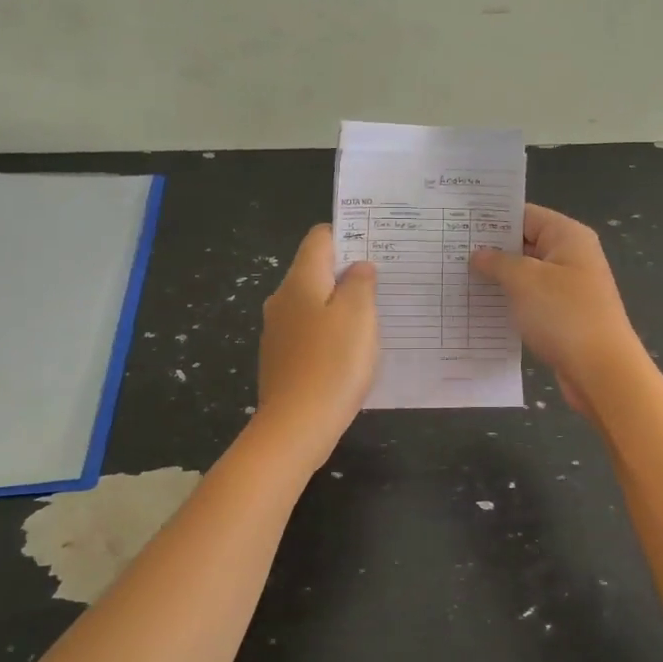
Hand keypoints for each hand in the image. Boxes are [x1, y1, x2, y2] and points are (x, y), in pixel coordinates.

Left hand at [256, 225, 378, 463]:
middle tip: (384, 283)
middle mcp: (282, 299)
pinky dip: (329, 333)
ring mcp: (278, 331)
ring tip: (373, 318)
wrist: (296, 426)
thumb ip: (361, 283)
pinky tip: (350, 352)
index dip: (348, 235)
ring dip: (340, 305)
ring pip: (313, 303)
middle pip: (315, 270)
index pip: (320, 237)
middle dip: (347, 273)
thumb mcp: (359, 315)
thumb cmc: (333, 363)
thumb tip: (358, 267)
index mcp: (300, 280)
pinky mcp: (281, 359)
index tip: (376, 247)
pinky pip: (309, 333)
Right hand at [470, 204, 643, 415]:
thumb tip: (478, 254)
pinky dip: (509, 303)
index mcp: (568, 236)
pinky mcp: (563, 316)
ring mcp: (569, 288)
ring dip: (497, 279)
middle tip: (449, 253)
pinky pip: (531, 301)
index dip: (492, 219)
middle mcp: (571, 257)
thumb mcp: (524, 281)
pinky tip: (480, 309)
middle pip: (524, 243)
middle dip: (490, 250)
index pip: (525, 215)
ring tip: (457, 280)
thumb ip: (497, 262)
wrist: (601, 371)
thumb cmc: (564, 315)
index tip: (457, 224)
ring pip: (525, 275)